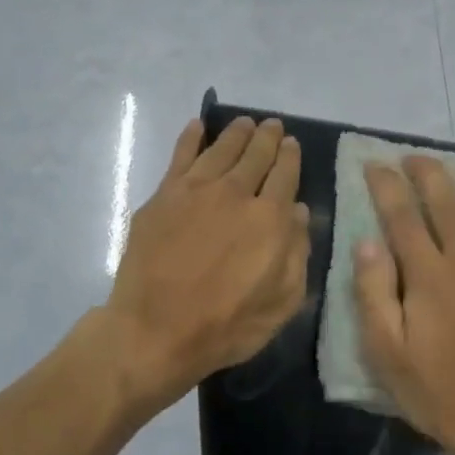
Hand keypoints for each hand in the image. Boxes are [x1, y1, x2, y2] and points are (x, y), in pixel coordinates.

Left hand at [105, 115, 308, 412]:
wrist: (155, 331)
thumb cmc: (226, 326)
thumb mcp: (282, 303)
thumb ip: (297, 254)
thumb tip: (299, 212)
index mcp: (270, 219)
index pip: (285, 175)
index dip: (290, 157)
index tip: (291, 145)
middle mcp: (235, 194)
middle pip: (255, 155)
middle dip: (267, 138)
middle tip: (272, 126)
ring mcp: (195, 191)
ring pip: (221, 149)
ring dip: (236, 133)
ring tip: (245, 123)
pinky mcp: (163, 197)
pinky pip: (180, 156)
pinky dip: (191, 138)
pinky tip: (197, 126)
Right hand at [354, 157, 454, 454]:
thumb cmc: (436, 393)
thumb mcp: (386, 353)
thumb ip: (374, 294)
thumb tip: (368, 241)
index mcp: (428, 278)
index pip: (403, 217)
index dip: (387, 186)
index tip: (375, 164)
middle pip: (447, 203)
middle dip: (427, 173)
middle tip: (414, 158)